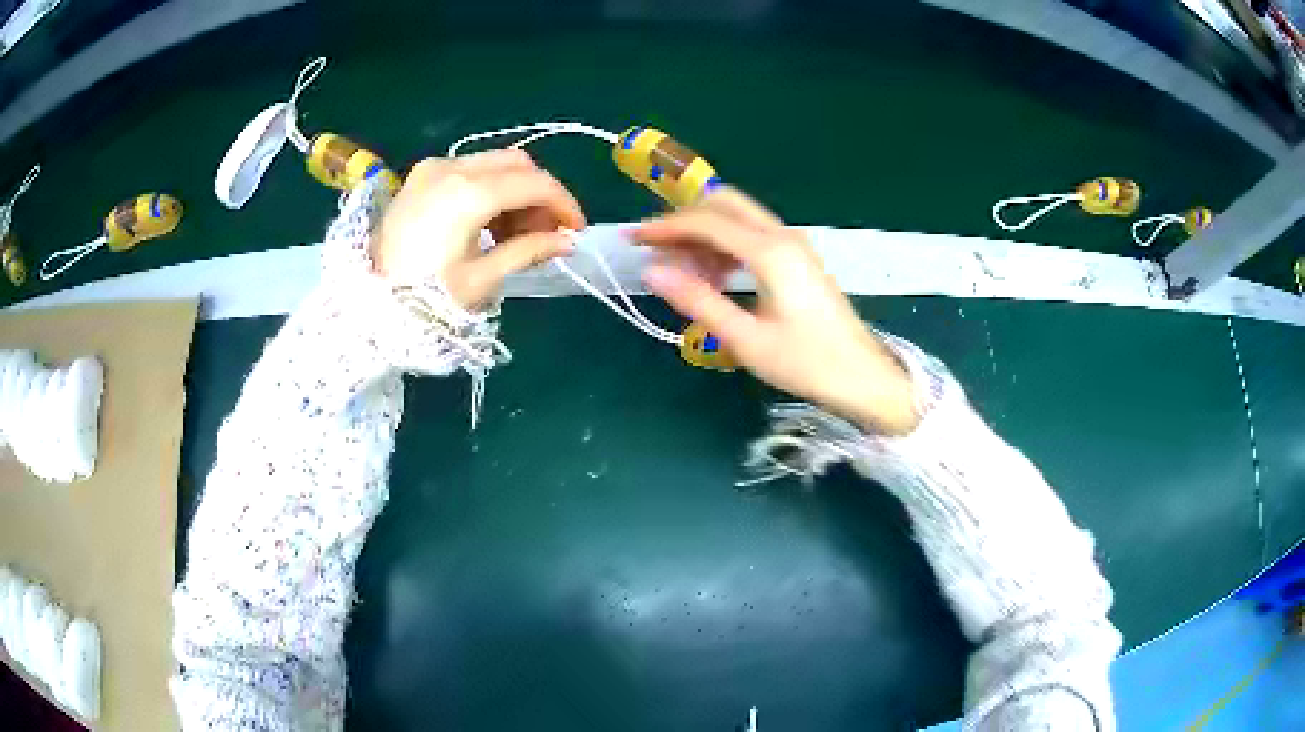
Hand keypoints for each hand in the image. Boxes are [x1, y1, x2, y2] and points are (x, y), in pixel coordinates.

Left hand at [372, 149, 584, 308]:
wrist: (366, 308)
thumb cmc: (424, 299)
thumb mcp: (482, 279)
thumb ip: (528, 251)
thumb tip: (567, 242)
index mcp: (467, 193)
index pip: (534, 183)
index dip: (563, 204)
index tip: (575, 231)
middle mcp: (450, 168)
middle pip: (516, 164)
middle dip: (540, 195)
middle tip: (547, 234)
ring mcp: (432, 169)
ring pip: (494, 164)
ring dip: (516, 192)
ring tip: (518, 235)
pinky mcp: (420, 178)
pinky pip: (469, 172)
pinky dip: (490, 191)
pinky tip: (490, 225)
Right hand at [632, 188, 919, 434]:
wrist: (862, 376)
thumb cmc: (807, 363)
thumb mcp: (746, 339)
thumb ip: (698, 301)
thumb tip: (652, 271)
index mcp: (771, 252)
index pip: (707, 222)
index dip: (665, 227)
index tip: (632, 240)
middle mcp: (783, 236)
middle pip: (724, 204)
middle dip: (684, 219)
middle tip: (654, 247)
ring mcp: (793, 244)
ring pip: (738, 218)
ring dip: (703, 234)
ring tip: (677, 270)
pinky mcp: (797, 258)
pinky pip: (752, 236)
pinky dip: (724, 246)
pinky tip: (711, 276)